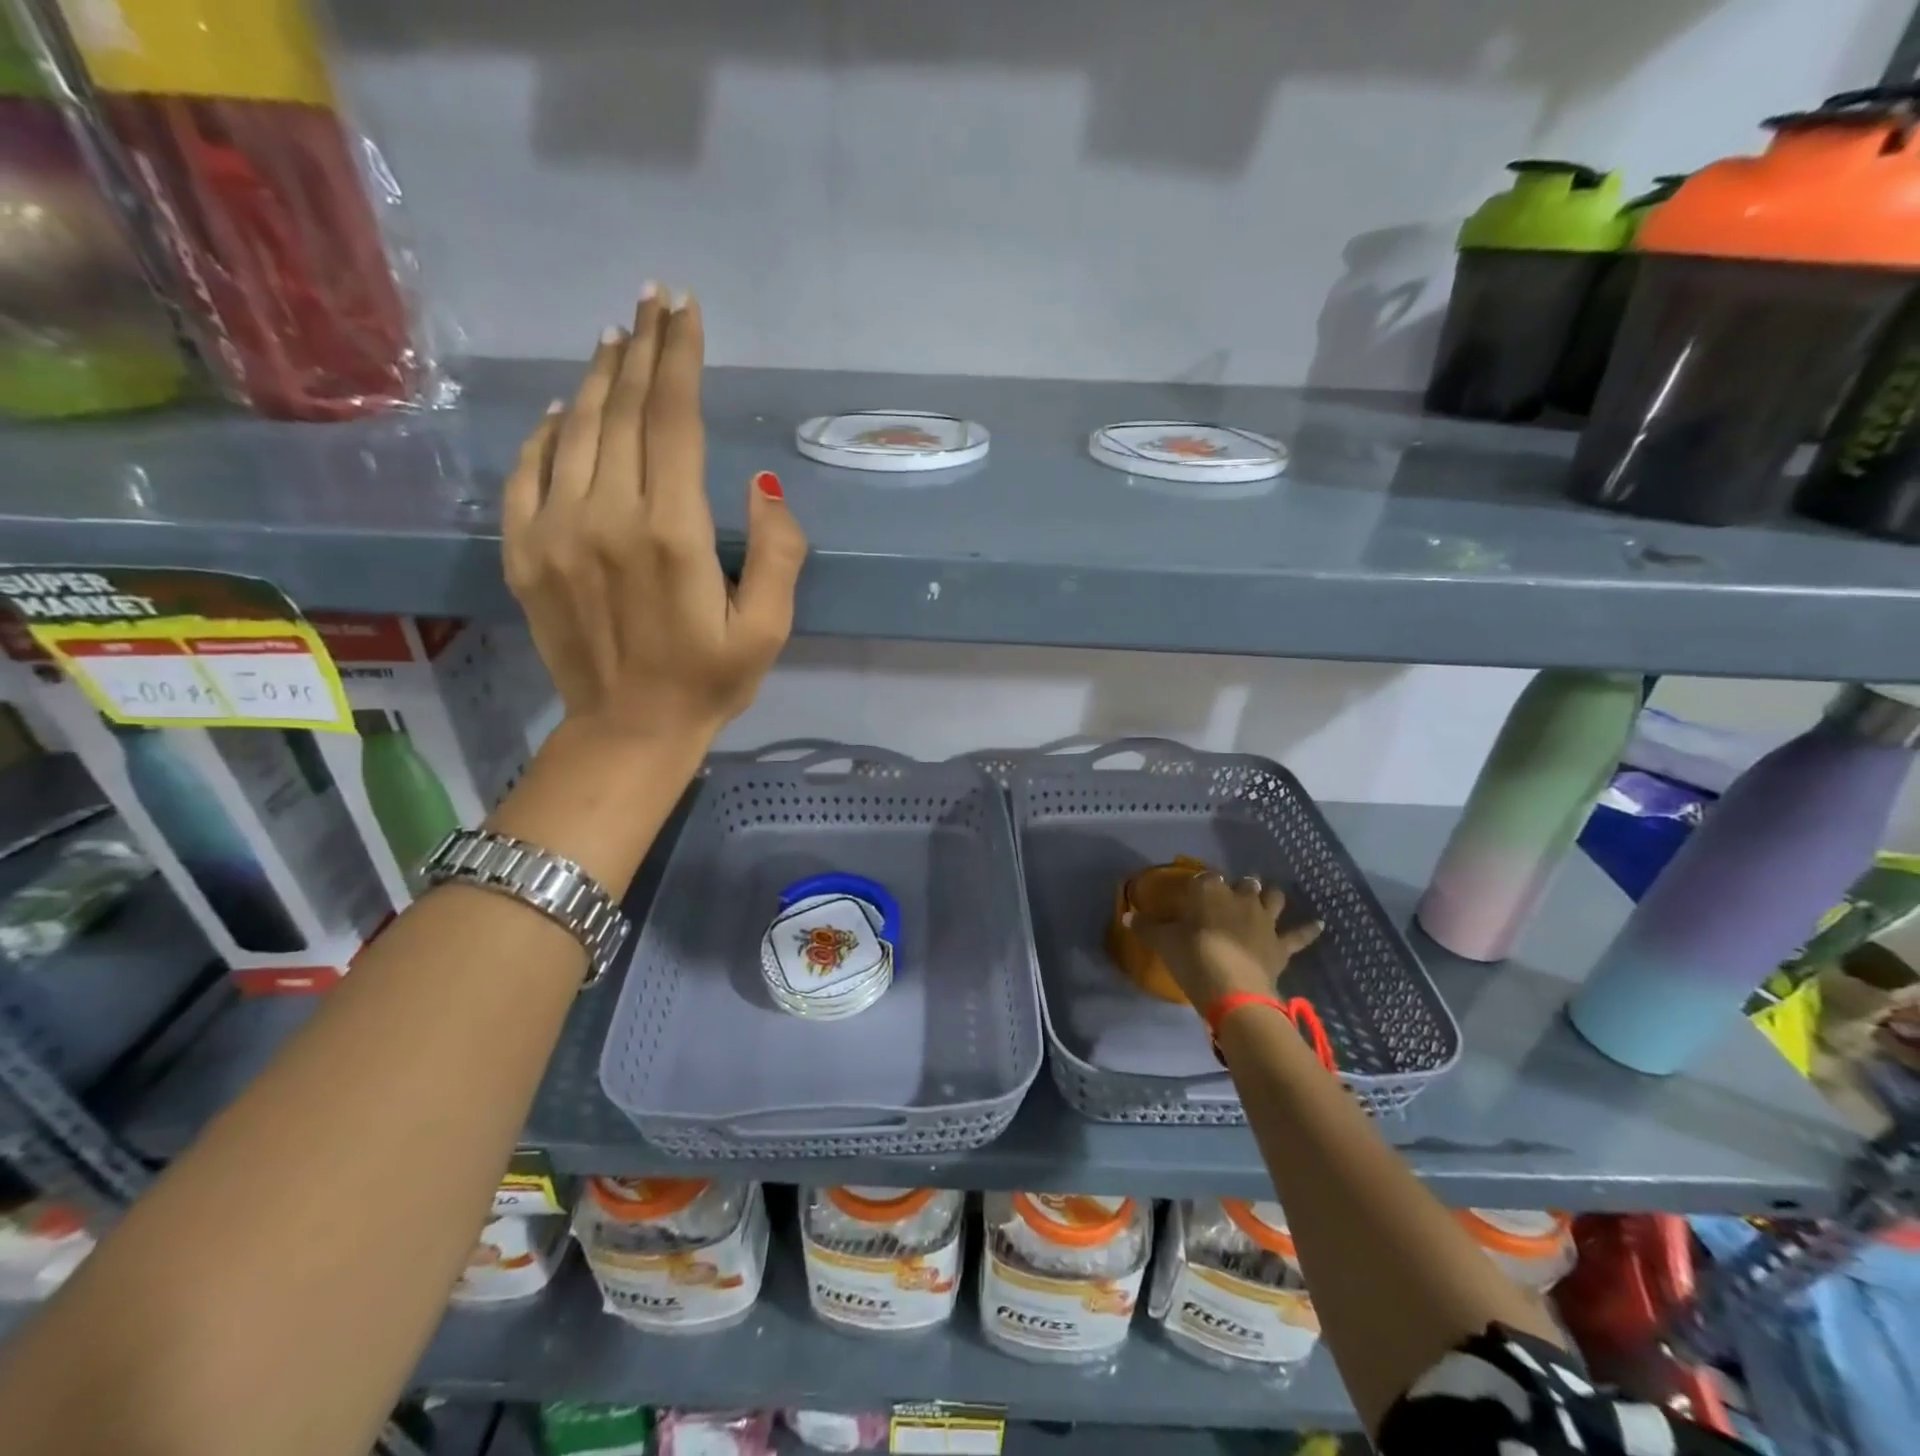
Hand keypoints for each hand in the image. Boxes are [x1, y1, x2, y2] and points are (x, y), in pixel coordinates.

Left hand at [502, 286, 807, 753]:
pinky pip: (527, 470)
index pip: (674, 420)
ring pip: (574, 429)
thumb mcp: (769, 629)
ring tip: (616, 338)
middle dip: (642, 348)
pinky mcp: (523, 551)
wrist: (628, 730)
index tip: (685, 310)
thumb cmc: (710, 681)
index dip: (680, 358)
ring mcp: (553, 531)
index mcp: (672, 534)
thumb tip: (764, 485)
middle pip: (623, 410)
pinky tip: (564, 406)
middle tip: (653, 300)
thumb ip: (778, 553)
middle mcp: (606, 517)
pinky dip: (545, 429)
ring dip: (598, 378)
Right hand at [1133, 872, 1322, 1012]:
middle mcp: (1240, 897)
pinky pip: (1300, 934)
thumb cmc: (1193, 958)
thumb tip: (1126, 916)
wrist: (1232, 989)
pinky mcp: (1281, 944)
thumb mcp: (1163, 942)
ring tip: (1267, 898)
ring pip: (1272, 898)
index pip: (1205, 878)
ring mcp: (1265, 919)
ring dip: (1270, 897)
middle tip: (1229, 897)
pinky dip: (1309, 929)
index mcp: (1209, 890)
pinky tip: (1320, 923)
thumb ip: (1146, 927)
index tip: (1194, 894)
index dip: (1201, 885)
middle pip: (1243, 884)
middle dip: (1239, 887)